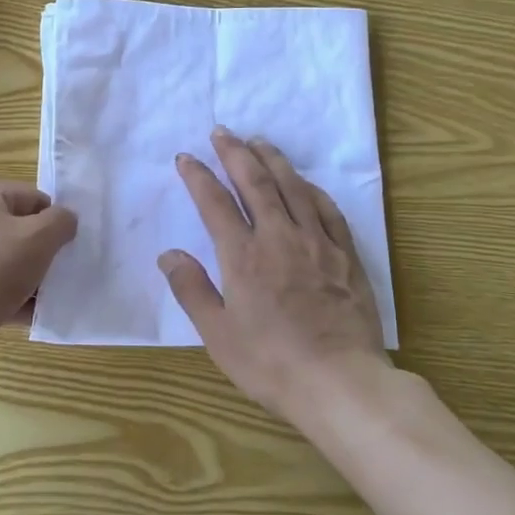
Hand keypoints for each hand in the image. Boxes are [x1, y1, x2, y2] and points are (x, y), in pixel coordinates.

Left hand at [0, 180, 77, 384]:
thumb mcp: (37, 240)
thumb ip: (61, 222)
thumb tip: (65, 220)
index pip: (31, 198)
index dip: (54, 222)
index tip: (68, 249)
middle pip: (15, 229)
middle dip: (39, 253)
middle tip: (57, 276)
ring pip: (0, 261)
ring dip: (25, 279)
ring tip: (43, 300)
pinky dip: (5, 298)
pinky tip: (24, 317)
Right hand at [160, 129, 390, 421]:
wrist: (340, 383)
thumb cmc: (271, 363)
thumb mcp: (218, 335)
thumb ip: (192, 289)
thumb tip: (169, 254)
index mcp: (243, 256)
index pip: (215, 203)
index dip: (198, 176)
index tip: (186, 158)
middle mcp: (279, 237)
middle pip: (255, 182)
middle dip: (235, 153)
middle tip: (222, 131)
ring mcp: (317, 243)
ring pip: (292, 187)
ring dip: (273, 159)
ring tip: (258, 141)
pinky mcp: (345, 255)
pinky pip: (327, 209)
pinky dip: (310, 188)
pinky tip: (304, 181)